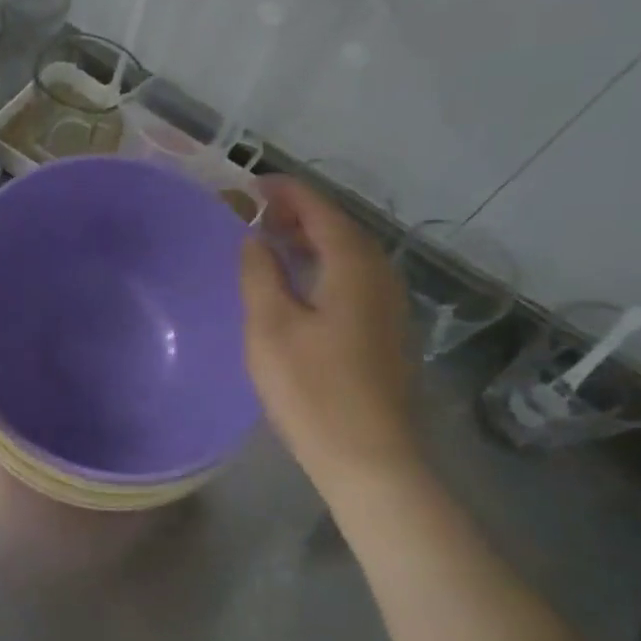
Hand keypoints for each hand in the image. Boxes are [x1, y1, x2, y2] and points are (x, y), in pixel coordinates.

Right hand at [240, 178, 419, 481]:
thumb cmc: (312, 389)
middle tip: (255, 211)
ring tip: (271, 241)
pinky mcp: (384, 331)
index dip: (287, 192)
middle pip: (340, 228)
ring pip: (348, 255)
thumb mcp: (270, 327)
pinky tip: (299, 283)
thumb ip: (260, 273)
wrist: (368, 457)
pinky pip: (352, 279)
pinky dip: (322, 266)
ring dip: (311, 241)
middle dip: (299, 214)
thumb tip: (255, 238)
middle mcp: (380, 276)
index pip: (321, 210)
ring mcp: (388, 305)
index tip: (252, 183)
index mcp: (354, 266)